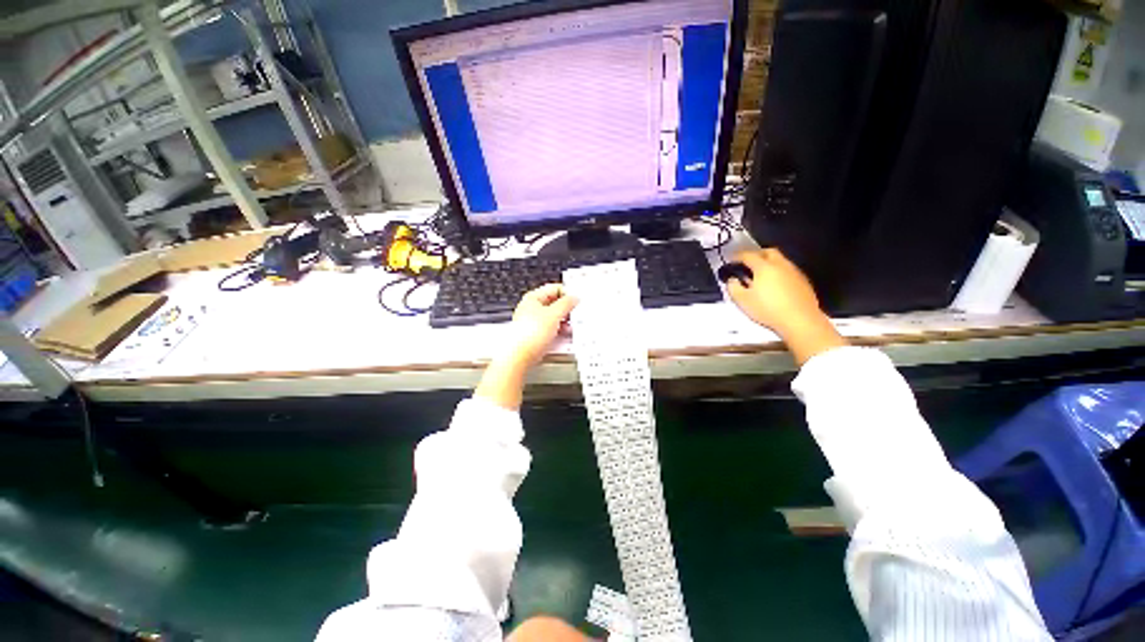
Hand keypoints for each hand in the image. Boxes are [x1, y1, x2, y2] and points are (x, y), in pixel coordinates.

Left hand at [505, 283, 578, 366]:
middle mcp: (531, 309)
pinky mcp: (536, 336)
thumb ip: (566, 303)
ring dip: (564, 322)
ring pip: (554, 318)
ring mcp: (533, 323)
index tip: (577, 301)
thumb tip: (574, 298)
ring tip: (570, 327)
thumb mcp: (554, 314)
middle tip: (575, 315)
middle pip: (554, 304)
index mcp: (533, 298)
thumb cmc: (530, 334)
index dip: (567, 293)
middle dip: (566, 310)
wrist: (519, 357)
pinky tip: (564, 336)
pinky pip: (551, 329)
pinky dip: (559, 331)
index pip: (555, 288)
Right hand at [726, 248, 845, 364]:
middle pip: (768, 252)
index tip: (732, 260)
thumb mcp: (742, 300)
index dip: (738, 256)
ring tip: (761, 274)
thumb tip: (732, 280)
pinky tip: (775, 284)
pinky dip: (779, 272)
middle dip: (756, 254)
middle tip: (748, 263)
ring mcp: (794, 272)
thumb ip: (733, 287)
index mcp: (764, 267)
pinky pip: (788, 271)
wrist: (800, 321)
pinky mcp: (803, 281)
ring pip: (780, 260)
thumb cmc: (768, 309)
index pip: (748, 255)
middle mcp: (780, 265)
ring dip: (769, 263)